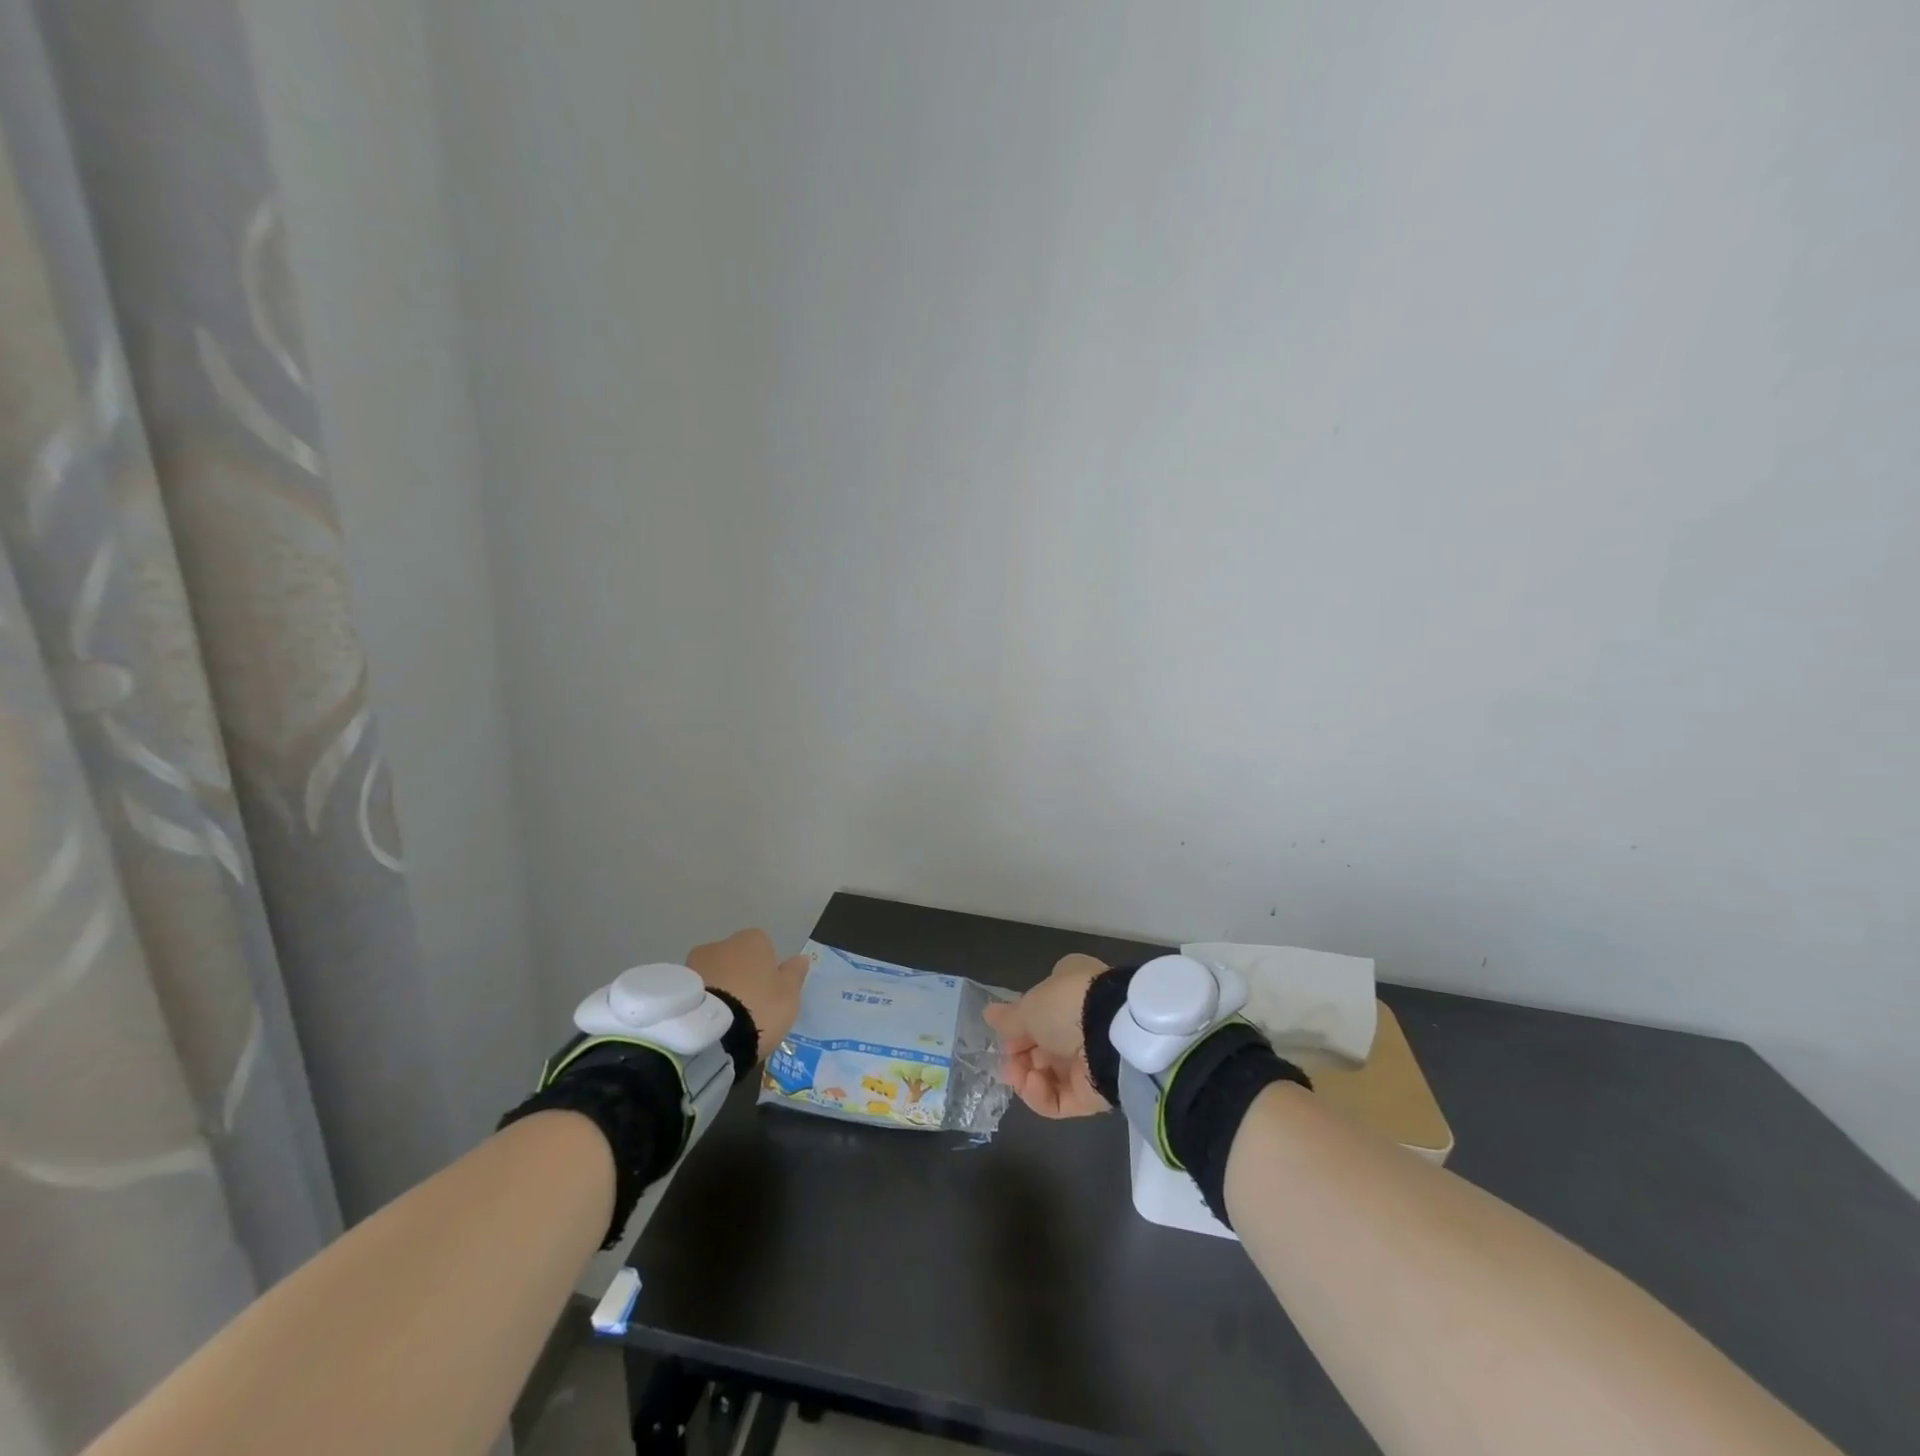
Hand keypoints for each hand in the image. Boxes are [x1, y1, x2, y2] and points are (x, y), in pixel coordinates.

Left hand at [687, 929, 808, 1059]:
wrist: (711, 1035)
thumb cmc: (759, 1008)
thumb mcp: (789, 995)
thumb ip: (794, 974)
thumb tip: (801, 958)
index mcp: (752, 940)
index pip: (763, 947)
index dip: (765, 969)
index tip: (767, 992)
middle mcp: (721, 944)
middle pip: (734, 958)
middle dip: (738, 976)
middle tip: (745, 1007)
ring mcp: (694, 963)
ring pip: (712, 973)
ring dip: (717, 988)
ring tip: (723, 1021)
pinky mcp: (675, 987)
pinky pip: (695, 991)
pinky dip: (700, 1002)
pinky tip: (706, 1025)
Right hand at [983, 953, 1110, 1117]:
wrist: (1113, 1035)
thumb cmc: (1067, 1006)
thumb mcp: (1029, 1006)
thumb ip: (1009, 1017)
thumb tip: (989, 1014)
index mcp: (1072, 988)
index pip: (1041, 1009)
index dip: (1020, 1024)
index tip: (1003, 1035)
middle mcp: (1082, 1022)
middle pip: (1043, 1045)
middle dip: (1020, 1056)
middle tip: (1007, 1064)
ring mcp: (1090, 1059)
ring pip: (1050, 1074)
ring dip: (1027, 1077)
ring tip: (1017, 1076)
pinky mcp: (1095, 1092)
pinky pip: (1061, 1098)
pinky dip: (1042, 1095)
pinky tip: (1033, 1084)